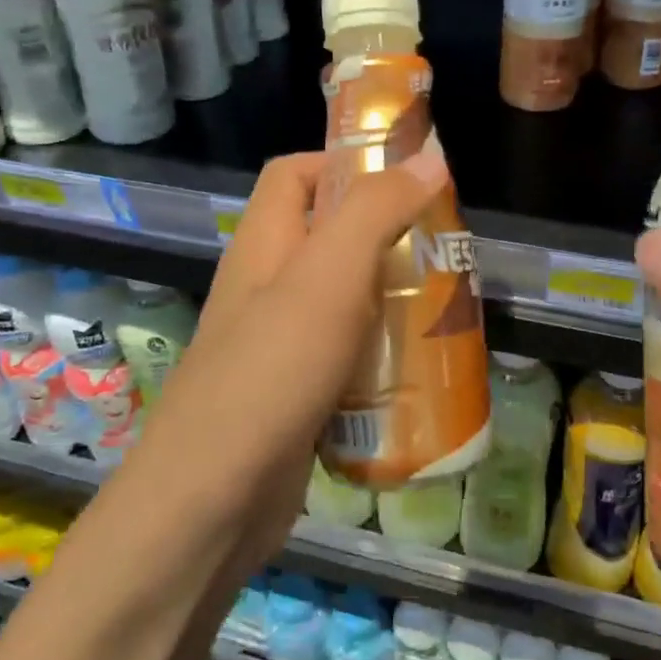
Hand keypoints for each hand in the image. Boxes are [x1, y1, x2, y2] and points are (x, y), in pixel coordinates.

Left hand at [138, 142, 449, 575]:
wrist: (211, 503)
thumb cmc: (269, 373)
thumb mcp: (328, 278)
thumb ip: (375, 211)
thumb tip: (427, 157)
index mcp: (263, 245)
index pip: (294, 174)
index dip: (344, 162)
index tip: (406, 179)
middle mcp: (267, 288)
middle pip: (329, 238)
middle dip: (388, 236)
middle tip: (446, 251)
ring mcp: (279, 346)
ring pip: (344, 301)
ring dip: (392, 299)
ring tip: (448, 307)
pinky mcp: (297, 395)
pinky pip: (347, 358)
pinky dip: (382, 356)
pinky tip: (422, 371)